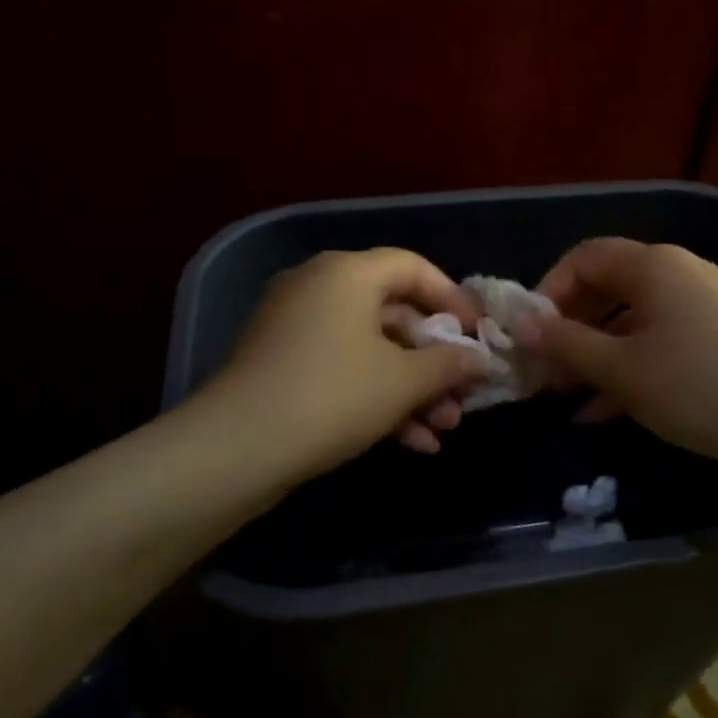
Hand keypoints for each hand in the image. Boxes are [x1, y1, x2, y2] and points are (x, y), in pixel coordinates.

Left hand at [206, 249, 489, 486]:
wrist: (236, 449)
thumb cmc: (333, 396)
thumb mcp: (403, 381)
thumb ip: (449, 364)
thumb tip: (481, 360)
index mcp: (347, 273)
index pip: (413, 268)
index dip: (453, 299)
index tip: (478, 335)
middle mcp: (319, 289)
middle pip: (394, 314)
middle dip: (434, 361)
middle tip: (463, 395)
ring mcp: (297, 329)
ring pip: (371, 350)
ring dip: (412, 389)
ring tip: (444, 429)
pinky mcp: (284, 366)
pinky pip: (344, 370)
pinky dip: (378, 398)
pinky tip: (413, 442)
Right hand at [518, 238, 717, 475]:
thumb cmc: (697, 386)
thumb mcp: (621, 370)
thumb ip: (566, 345)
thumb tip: (520, 326)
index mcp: (653, 265)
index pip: (584, 257)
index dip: (548, 291)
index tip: (528, 335)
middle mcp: (679, 274)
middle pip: (608, 288)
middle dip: (570, 329)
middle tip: (543, 370)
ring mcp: (703, 305)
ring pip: (632, 321)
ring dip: (595, 355)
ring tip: (566, 398)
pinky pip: (660, 342)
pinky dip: (629, 367)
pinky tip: (604, 413)